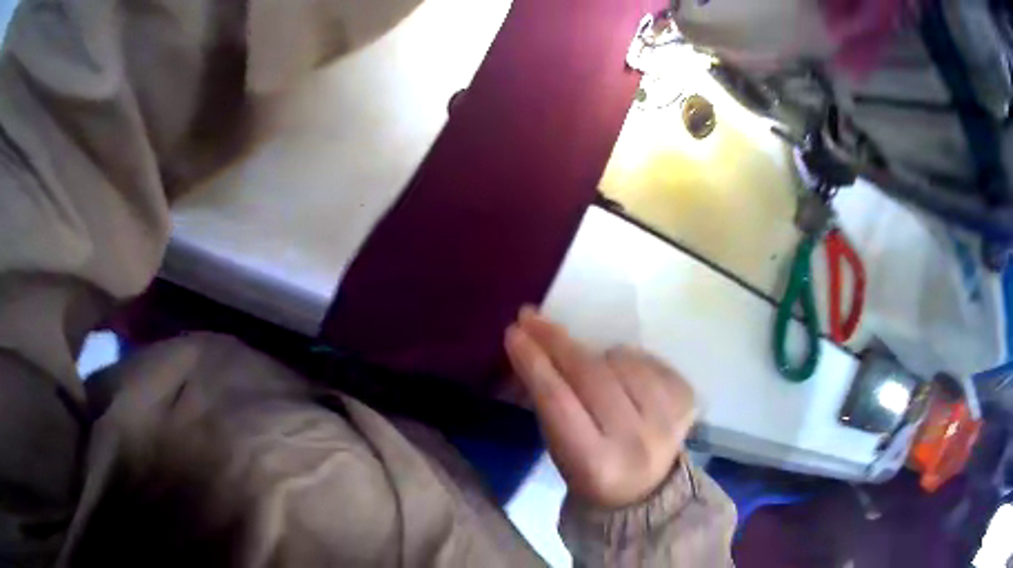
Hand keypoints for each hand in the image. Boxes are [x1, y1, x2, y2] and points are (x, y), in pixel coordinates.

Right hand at [504, 307, 696, 508]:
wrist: (643, 493)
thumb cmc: (589, 473)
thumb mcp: (558, 450)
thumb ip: (548, 404)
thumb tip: (533, 348)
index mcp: (595, 465)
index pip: (558, 401)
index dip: (534, 362)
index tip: (514, 333)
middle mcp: (636, 443)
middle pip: (591, 376)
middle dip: (557, 342)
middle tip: (532, 318)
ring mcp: (668, 420)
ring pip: (622, 362)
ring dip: (597, 355)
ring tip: (587, 366)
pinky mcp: (686, 403)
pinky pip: (651, 361)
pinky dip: (629, 359)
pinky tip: (620, 371)